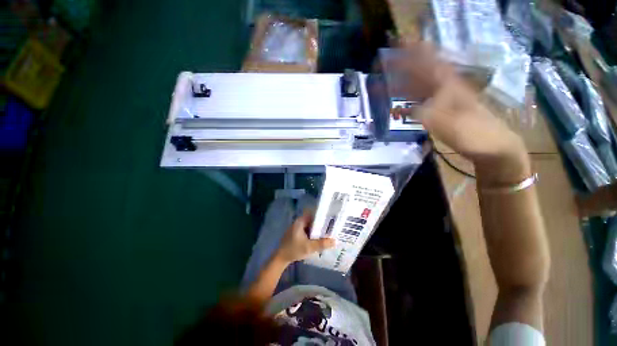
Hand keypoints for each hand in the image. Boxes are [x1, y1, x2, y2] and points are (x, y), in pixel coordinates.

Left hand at [275, 212, 334, 264]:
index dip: (323, 215)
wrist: (280, 258)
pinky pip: (308, 230)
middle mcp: (299, 221)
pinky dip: (313, 233)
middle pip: (313, 220)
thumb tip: (335, 241)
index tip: (331, 218)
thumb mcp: (309, 247)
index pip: (314, 213)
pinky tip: (320, 238)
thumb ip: (322, 244)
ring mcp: (298, 227)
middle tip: (332, 227)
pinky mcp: (297, 233)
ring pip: (311, 226)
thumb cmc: (294, 250)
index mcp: (301, 221)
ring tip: (328, 232)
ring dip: (318, 229)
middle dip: (322, 224)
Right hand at [392, 43, 529, 183]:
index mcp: (449, 85)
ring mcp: (441, 101)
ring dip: (401, 85)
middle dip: (402, 67)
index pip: (428, 61)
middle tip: (384, 64)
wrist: (491, 145)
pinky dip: (406, 104)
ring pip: (417, 88)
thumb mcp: (450, 123)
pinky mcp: (439, 112)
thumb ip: (425, 114)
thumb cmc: (475, 132)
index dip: (414, 51)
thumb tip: (403, 109)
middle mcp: (444, 88)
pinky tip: (397, 108)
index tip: (399, 42)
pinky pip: (418, 104)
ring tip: (385, 84)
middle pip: (419, 73)